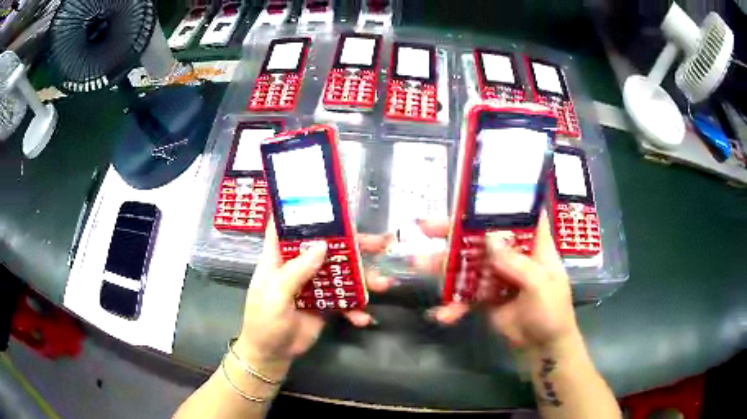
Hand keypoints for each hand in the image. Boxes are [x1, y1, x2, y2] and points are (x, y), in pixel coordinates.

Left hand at [234, 219, 393, 376]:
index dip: (303, 212)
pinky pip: (345, 300)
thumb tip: (323, 245)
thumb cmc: (265, 321)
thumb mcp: (275, 295)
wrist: (273, 354)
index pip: (287, 226)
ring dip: (364, 279)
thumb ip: (297, 271)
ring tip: (384, 285)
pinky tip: (363, 319)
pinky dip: (356, 309)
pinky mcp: (326, 304)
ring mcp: (314, 285)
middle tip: (381, 243)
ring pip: (342, 273)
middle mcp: (299, 266)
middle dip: (354, 245)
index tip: (329, 202)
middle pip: (327, 247)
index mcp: (280, 258)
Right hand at [419, 212, 578, 350]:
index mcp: (532, 245)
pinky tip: (442, 315)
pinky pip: (466, 295)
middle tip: (426, 227)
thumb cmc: (552, 312)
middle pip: (482, 237)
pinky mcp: (486, 298)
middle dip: (455, 232)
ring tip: (418, 264)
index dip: (496, 203)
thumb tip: (489, 237)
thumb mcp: (540, 285)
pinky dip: (453, 305)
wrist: (543, 347)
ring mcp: (497, 276)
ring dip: (444, 266)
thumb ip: (516, 262)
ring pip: (468, 264)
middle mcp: (513, 256)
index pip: (517, 215)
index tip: (470, 197)